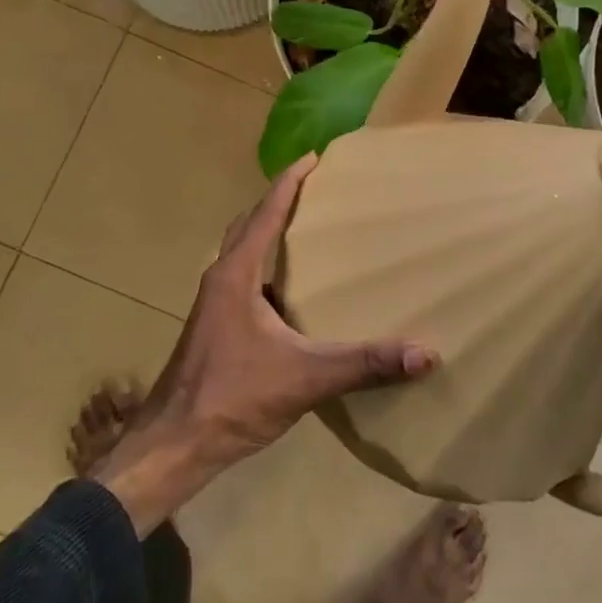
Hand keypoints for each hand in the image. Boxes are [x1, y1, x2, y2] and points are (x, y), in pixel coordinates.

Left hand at [96, 155, 435, 532]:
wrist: (175, 444)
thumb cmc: (233, 397)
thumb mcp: (305, 378)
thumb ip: (365, 364)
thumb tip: (426, 353)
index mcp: (236, 275)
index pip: (264, 213)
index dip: (290, 182)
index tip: (314, 158)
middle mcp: (221, 281)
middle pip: (248, 226)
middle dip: (278, 202)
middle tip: (315, 190)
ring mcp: (214, 307)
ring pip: (242, 256)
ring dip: (269, 236)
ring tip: (308, 234)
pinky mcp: (215, 330)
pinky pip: (245, 284)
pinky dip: (267, 272)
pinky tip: (293, 295)